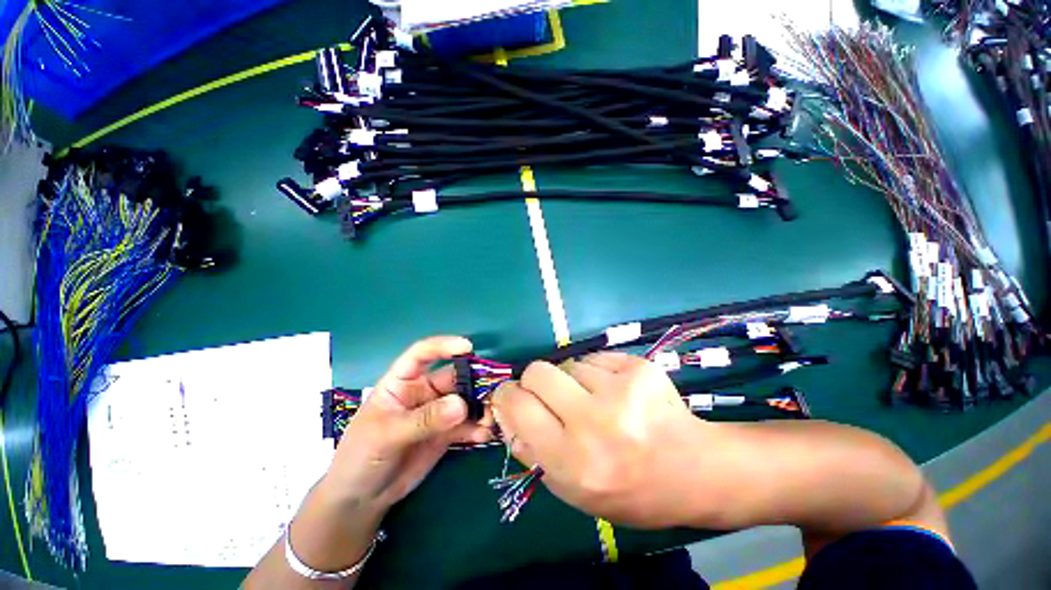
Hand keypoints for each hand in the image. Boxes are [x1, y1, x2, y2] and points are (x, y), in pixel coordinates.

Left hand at [323, 336, 492, 512]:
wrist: (362, 499)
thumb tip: (461, 404)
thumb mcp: (387, 435)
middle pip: (454, 377)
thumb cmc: (361, 457)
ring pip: (465, 400)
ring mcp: (437, 412)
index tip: (468, 347)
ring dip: (481, 406)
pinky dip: (478, 427)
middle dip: (474, 382)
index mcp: (402, 382)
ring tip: (492, 418)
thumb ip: (425, 419)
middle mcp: (423, 391)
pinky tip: (485, 435)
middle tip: (493, 392)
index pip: (422, 354)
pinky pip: (467, 425)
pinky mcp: (447, 433)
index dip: (444, 346)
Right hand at [492, 353, 709, 528]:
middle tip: (552, 394)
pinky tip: (617, 392)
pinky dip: (597, 372)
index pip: (519, 406)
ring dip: (572, 380)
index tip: (511, 394)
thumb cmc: (627, 488)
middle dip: (535, 380)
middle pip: (538, 372)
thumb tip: (504, 409)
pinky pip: (595, 358)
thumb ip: (529, 448)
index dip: (507, 394)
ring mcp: (621, 390)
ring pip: (568, 364)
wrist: (693, 470)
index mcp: (573, 461)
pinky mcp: (639, 367)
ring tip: (597, 401)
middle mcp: (594, 423)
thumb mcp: (570, 489)